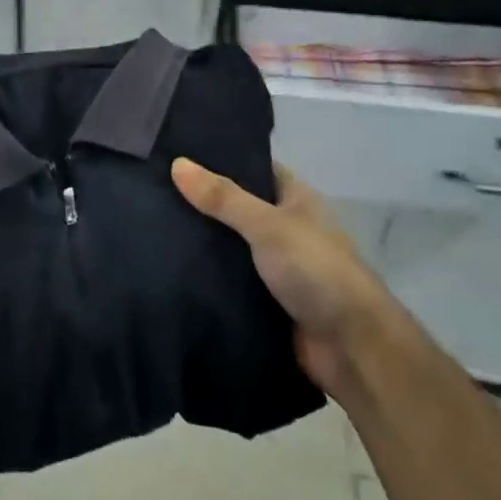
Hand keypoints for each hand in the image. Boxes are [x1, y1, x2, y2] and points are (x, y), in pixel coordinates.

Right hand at [172, 159, 383, 395]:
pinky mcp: (263, 301)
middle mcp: (284, 228)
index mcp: (294, 199)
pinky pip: (227, 281)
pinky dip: (205, 276)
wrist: (352, 348)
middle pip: (235, 208)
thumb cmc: (316, 270)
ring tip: (148, 224)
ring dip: (200, 242)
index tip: (176, 152)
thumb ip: (223, 198)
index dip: (219, 159)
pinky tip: (168, 266)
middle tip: (151, 190)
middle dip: (201, 203)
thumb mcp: (267, 225)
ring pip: (229, 246)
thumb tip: (177, 163)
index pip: (252, 167)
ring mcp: (274, 267)